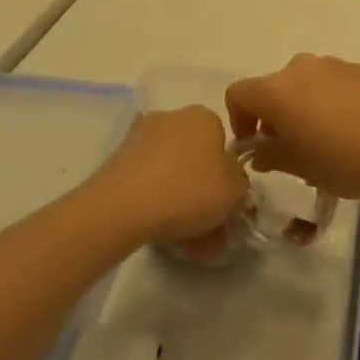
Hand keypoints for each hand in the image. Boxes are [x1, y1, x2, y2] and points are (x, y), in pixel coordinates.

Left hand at [87, 106, 249, 256]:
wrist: (123, 205)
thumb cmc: (188, 189)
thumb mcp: (236, 188)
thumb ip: (240, 180)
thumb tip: (229, 179)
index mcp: (203, 116)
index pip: (223, 142)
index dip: (227, 175)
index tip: (227, 204)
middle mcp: (172, 117)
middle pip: (196, 159)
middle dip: (204, 194)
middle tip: (210, 231)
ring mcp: (141, 138)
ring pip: (172, 174)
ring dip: (182, 204)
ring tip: (187, 244)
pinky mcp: (119, 160)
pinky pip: (149, 183)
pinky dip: (158, 205)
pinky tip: (162, 235)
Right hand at [226, 55, 359, 202]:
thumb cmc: (343, 160)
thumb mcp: (300, 167)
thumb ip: (270, 156)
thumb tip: (258, 152)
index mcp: (277, 90)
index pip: (238, 94)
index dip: (239, 119)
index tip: (254, 145)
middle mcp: (299, 68)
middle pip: (272, 87)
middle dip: (273, 115)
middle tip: (290, 148)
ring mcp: (332, 64)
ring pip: (303, 84)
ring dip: (302, 106)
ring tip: (324, 139)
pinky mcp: (359, 69)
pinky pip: (331, 83)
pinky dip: (329, 100)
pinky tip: (351, 129)